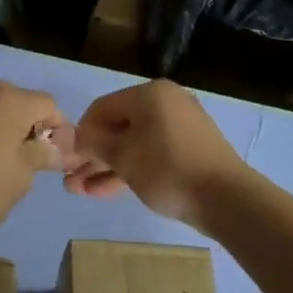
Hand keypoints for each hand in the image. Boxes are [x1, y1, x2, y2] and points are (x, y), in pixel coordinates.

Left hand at [0, 81, 71, 246]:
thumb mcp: (23, 174)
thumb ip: (44, 151)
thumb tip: (60, 147)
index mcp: (7, 99)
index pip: (48, 105)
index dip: (57, 130)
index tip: (52, 157)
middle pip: (19, 100)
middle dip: (28, 124)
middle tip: (27, 159)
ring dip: (2, 124)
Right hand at [67, 80, 245, 231]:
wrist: (226, 198)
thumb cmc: (167, 169)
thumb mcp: (123, 156)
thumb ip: (95, 143)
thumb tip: (77, 136)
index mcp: (149, 94)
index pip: (101, 108)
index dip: (81, 133)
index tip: (67, 159)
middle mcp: (166, 103)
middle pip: (118, 127)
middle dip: (92, 155)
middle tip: (71, 179)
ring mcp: (180, 127)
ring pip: (133, 144)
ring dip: (106, 166)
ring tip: (81, 190)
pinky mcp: (189, 150)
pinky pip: (151, 154)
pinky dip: (130, 169)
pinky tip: (105, 190)